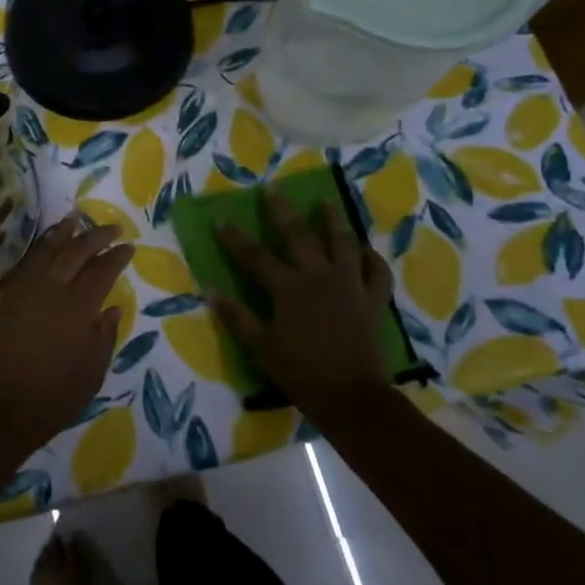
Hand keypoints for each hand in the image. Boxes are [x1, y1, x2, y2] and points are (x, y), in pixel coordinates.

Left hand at [0, 216, 133, 452]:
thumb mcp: (92, 373)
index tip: (129, 245)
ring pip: (47, 250)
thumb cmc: (53, 398)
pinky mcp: (6, 298)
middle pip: (76, 252)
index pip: (102, 270)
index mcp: (78, 308)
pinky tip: (46, 245)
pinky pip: (27, 263)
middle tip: (112, 228)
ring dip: (63, 232)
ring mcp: (25, 291)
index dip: (117, 256)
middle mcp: (52, 290)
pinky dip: (40, 249)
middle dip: (96, 236)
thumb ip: (104, 336)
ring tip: (75, 218)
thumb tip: (111, 307)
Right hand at [213, 189, 394, 416]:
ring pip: (342, 243)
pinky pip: (376, 273)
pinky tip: (366, 251)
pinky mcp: (372, 300)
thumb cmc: (300, 372)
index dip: (235, 239)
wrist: (351, 396)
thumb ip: (236, 316)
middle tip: (273, 188)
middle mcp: (318, 277)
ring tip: (326, 202)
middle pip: (299, 235)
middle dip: (282, 211)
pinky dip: (372, 260)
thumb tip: (209, 289)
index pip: (254, 257)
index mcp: (288, 288)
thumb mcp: (260, 347)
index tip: (221, 220)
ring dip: (333, 220)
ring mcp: (349, 285)